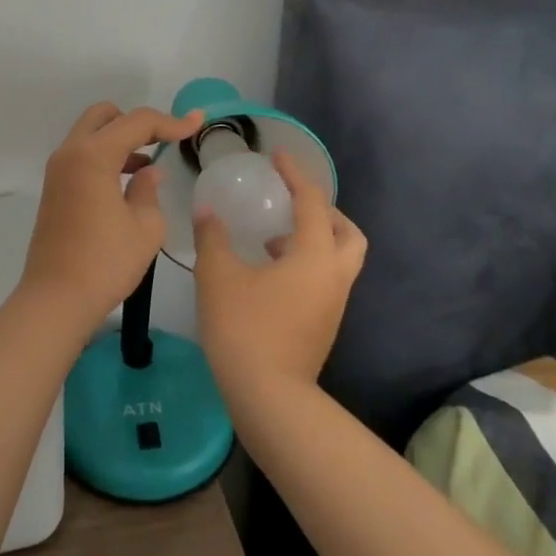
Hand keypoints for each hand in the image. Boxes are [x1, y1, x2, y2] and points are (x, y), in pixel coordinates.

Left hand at [20, 102, 204, 330]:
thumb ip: (149, 189)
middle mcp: (71, 152)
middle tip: (163, 141)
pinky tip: (128, 181)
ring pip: (92, 134)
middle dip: (137, 122)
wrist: (56, 299)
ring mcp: (58, 169)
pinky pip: (83, 154)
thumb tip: (148, 172)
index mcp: (94, 155)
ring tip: (149, 164)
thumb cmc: (106, 262)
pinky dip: (105, 155)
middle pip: (106, 115)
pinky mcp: (55, 187)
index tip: (197, 123)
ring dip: (120, 139)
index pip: (137, 122)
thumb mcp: (145, 227)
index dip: (171, 122)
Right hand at [193, 150, 366, 400]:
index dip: (295, 175)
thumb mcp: (218, 275)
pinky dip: (308, 264)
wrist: (269, 399)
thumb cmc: (245, 328)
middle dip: (325, 212)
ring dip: (315, 239)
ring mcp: (333, 304)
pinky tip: (271, 273)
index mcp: (314, 255)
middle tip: (293, 204)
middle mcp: (333, 276)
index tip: (278, 156)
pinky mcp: (324, 325)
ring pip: (340, 259)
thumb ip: (213, 236)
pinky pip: (326, 280)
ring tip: (274, 239)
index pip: (312, 202)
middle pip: (348, 232)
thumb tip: (207, 211)